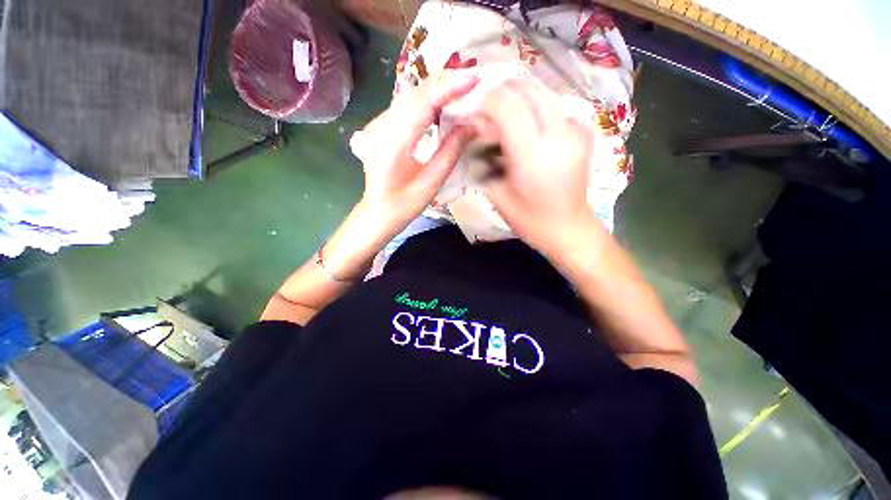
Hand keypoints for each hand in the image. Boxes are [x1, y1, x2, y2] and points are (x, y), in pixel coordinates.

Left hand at [350, 72, 478, 233]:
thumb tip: (474, 125)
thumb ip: (451, 152)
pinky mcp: (381, 126)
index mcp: (392, 145)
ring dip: (437, 89)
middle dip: (445, 84)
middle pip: (415, 94)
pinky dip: (427, 99)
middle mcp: (381, 127)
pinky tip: (442, 102)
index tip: (474, 79)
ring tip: (462, 88)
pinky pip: (406, 105)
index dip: (448, 88)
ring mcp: (378, 124)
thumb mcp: (431, 183)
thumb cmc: (404, 205)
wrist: (378, 211)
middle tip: (473, 81)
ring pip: (410, 96)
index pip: (422, 105)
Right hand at [477, 79, 600, 257]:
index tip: (475, 119)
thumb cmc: (528, 219)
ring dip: (517, 102)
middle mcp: (558, 132)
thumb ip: (483, 158)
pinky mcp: (584, 131)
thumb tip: (476, 129)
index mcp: (532, 153)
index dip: (484, 104)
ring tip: (506, 127)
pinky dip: (534, 112)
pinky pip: (553, 107)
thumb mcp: (496, 192)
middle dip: (500, 96)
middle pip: (525, 87)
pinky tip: (528, 133)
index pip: (505, 103)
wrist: (568, 228)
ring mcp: (576, 128)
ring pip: (540, 92)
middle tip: (487, 119)